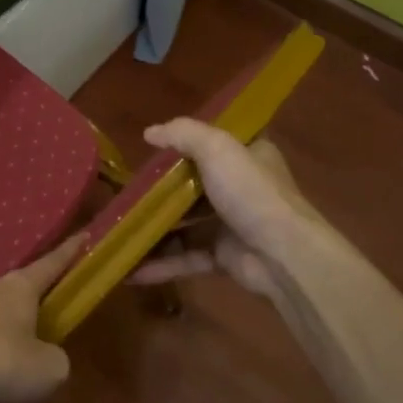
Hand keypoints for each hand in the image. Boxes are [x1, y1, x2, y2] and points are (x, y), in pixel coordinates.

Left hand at [0, 235, 84, 402]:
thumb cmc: (3, 362)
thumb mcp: (50, 367)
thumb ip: (56, 357)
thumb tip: (46, 357)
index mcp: (20, 286)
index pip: (52, 263)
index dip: (70, 252)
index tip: (83, 235)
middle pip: (22, 287)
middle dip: (38, 297)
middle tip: (54, 309)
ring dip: (12, 326)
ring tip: (24, 351)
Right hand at [129, 119, 317, 295]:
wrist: (282, 254)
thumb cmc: (251, 192)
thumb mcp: (218, 148)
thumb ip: (183, 134)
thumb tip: (149, 132)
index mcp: (248, 157)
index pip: (216, 144)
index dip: (187, 144)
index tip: (153, 150)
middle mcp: (241, 189)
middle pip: (195, 186)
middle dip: (161, 192)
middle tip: (127, 193)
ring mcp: (232, 225)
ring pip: (187, 225)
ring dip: (155, 230)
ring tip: (119, 232)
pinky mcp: (224, 257)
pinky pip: (187, 258)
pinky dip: (161, 264)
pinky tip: (130, 270)